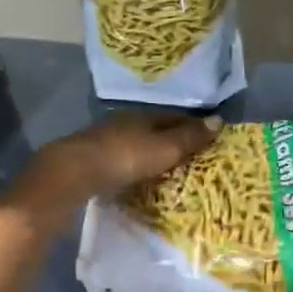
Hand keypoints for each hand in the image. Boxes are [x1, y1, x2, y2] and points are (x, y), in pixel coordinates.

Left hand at [4, 111, 218, 228]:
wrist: (73, 172)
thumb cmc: (124, 157)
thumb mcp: (163, 148)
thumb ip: (189, 138)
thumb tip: (219, 120)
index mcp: (142, 115)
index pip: (174, 116)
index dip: (192, 125)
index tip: (209, 136)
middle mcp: (122, 122)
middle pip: (153, 128)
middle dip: (171, 138)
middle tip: (191, 154)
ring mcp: (103, 140)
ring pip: (135, 143)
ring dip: (150, 153)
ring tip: (167, 167)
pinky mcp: (90, 160)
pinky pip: (121, 159)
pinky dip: (133, 165)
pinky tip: (137, 176)